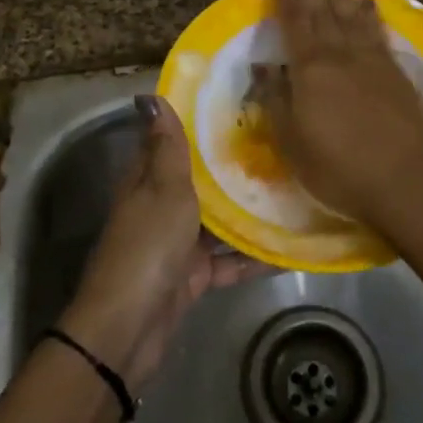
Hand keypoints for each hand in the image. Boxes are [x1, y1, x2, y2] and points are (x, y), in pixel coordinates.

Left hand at [58, 96, 265, 388]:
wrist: (129, 327)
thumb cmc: (148, 246)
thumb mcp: (162, 189)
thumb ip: (166, 147)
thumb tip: (148, 95)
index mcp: (147, 180)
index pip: (170, 142)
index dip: (197, 123)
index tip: (236, 103)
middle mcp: (160, 207)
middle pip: (199, 181)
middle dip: (232, 166)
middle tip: (279, 144)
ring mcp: (177, 244)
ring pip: (217, 220)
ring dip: (247, 210)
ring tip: (293, 190)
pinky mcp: (193, 277)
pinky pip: (228, 260)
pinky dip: (252, 257)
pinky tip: (288, 249)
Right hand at [262, 0, 422, 226]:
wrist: (403, 179)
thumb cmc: (338, 168)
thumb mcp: (292, 142)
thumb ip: (276, 101)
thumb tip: (263, 67)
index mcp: (309, 70)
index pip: (295, 24)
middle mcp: (340, 56)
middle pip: (325, 12)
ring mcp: (371, 61)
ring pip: (352, 16)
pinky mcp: (395, 73)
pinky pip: (378, 33)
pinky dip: (372, 15)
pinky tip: (369, 4)